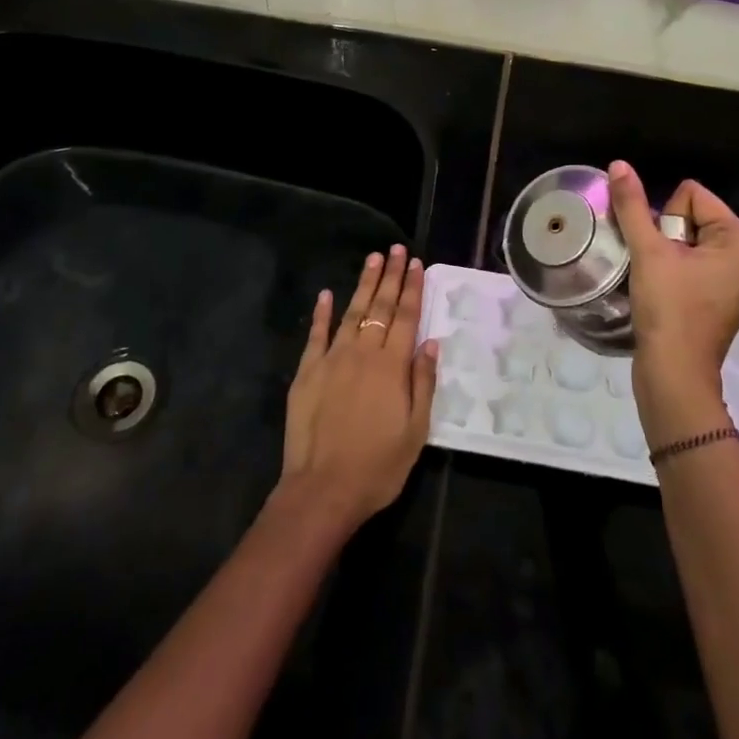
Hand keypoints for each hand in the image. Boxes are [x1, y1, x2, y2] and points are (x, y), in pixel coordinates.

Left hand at [275, 245, 438, 536]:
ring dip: (363, 284)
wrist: (322, 489)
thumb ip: (423, 383)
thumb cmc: (378, 466)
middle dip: (390, 276)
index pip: (406, 317)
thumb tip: (431, 342)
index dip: (412, 289)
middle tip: (396, 249)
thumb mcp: (416, 431)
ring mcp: (332, 359)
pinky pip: (316, 335)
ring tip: (373, 259)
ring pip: (351, 312)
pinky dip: (321, 313)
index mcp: (392, 366)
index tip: (416, 264)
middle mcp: (363, 353)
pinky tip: (326, 294)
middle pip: (380, 306)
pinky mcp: (307, 372)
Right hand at [608, 162, 738, 444]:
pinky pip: (692, 263)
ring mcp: (735, 280)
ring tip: (658, 280)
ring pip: (687, 241)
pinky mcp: (720, 298)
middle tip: (660, 268)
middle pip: (691, 216)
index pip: (692, 195)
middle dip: (666, 236)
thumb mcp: (648, 251)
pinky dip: (673, 271)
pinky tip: (663, 291)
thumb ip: (632, 205)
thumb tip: (619, 164)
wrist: (674, 375)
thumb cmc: (668, 309)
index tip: (663, 252)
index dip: (666, 218)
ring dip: (665, 253)